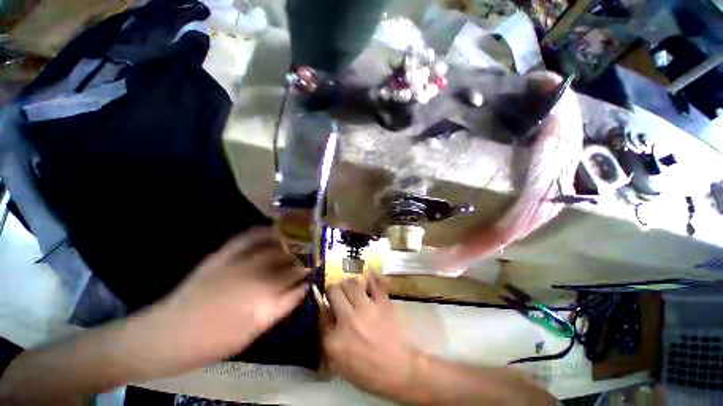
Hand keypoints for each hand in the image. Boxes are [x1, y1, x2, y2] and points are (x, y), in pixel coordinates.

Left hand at [150, 228, 307, 368]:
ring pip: (277, 248)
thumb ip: (282, 307)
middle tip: (313, 255)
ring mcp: (240, 263)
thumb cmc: (215, 342)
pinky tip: (275, 230)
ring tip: (302, 241)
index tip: (316, 271)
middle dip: (305, 258)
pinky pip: (250, 237)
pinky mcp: (224, 255)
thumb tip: (301, 288)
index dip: (310, 275)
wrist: (170, 335)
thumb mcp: (255, 332)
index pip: (300, 283)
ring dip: (292, 244)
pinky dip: (265, 231)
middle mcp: (258, 278)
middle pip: (292, 263)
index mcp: (266, 303)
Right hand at [321, 274, 417, 397]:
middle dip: (333, 289)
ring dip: (348, 283)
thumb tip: (326, 316)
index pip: (322, 312)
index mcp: (335, 339)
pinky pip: (375, 283)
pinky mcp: (382, 303)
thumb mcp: (341, 366)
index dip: (325, 307)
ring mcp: (366, 309)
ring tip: (351, 287)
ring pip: (350, 283)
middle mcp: (347, 319)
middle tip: (337, 293)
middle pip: (333, 291)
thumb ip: (329, 341)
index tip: (328, 306)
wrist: (399, 371)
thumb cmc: (369, 373)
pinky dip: (370, 276)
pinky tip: (368, 271)